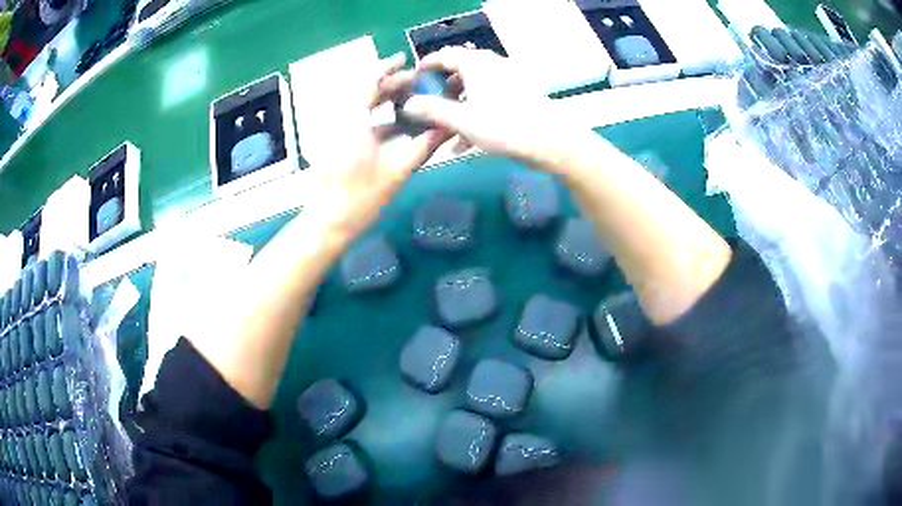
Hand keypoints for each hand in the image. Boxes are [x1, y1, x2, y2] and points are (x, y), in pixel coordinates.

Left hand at [306, 53, 450, 242]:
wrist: (327, 224)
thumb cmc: (361, 200)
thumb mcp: (397, 172)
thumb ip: (424, 146)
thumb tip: (447, 128)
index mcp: (353, 121)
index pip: (368, 82)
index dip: (386, 68)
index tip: (404, 59)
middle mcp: (341, 120)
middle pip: (364, 92)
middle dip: (389, 86)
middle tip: (415, 86)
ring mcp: (334, 133)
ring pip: (359, 107)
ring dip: (382, 102)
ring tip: (408, 102)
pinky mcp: (333, 144)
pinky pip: (355, 121)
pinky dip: (374, 118)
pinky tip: (394, 126)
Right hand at [396, 47, 580, 168]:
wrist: (552, 142)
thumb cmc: (504, 126)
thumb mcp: (462, 120)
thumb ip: (432, 110)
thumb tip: (407, 103)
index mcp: (476, 64)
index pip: (444, 56)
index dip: (426, 66)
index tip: (413, 80)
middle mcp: (492, 66)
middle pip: (459, 73)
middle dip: (442, 92)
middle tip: (429, 109)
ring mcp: (509, 80)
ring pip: (474, 90)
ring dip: (458, 109)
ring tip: (446, 132)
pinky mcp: (520, 96)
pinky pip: (490, 100)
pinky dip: (476, 115)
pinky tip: (466, 143)